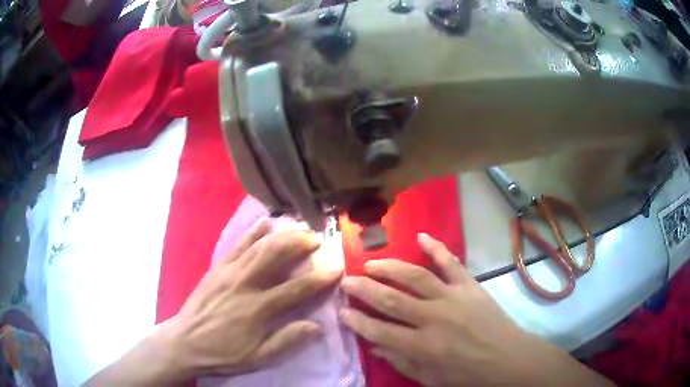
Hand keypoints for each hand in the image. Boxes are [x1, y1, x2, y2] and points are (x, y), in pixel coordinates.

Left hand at [162, 219, 342, 377]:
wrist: (185, 342)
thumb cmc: (223, 352)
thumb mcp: (258, 358)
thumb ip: (287, 341)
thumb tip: (317, 326)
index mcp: (257, 309)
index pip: (295, 288)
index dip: (319, 278)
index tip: (337, 267)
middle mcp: (244, 284)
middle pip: (275, 255)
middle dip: (299, 243)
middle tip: (318, 239)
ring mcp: (228, 272)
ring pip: (258, 245)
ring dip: (281, 235)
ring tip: (299, 229)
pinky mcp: (217, 268)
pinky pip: (237, 245)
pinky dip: (252, 232)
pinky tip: (264, 223)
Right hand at [340, 233, 612, 386]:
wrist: (508, 358)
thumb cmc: (467, 375)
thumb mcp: (430, 379)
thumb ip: (401, 362)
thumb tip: (375, 346)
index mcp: (423, 346)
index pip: (379, 331)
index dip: (357, 322)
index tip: (342, 311)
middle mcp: (434, 318)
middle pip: (391, 299)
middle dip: (364, 289)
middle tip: (347, 281)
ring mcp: (453, 297)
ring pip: (415, 276)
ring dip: (389, 267)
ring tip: (371, 263)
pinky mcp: (469, 286)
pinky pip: (451, 262)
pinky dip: (436, 247)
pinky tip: (421, 236)